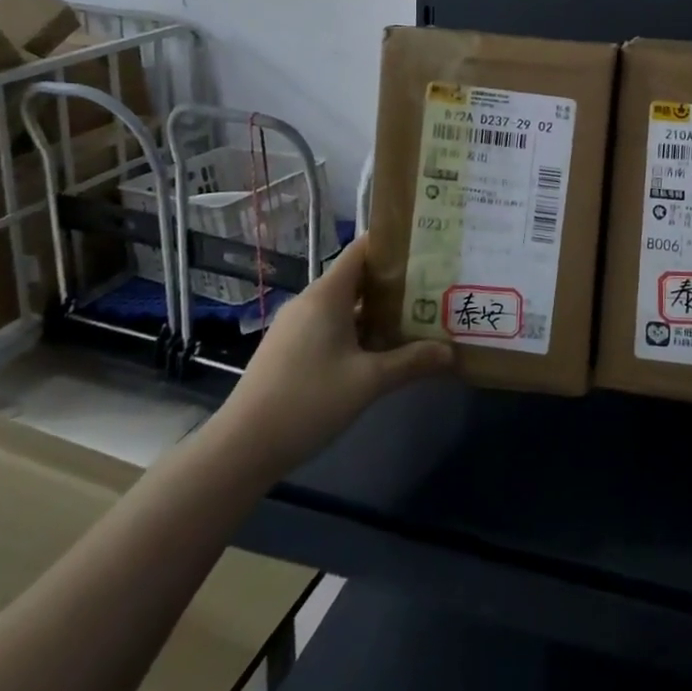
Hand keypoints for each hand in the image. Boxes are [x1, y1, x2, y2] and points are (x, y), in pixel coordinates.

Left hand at [217, 234, 452, 476]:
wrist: (241, 447)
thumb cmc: (308, 401)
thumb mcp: (368, 382)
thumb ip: (411, 362)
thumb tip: (450, 351)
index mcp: (327, 295)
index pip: (362, 249)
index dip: (393, 243)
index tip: (426, 246)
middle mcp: (310, 301)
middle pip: (357, 277)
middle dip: (394, 281)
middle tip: (432, 286)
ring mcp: (296, 325)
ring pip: (344, 304)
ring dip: (376, 309)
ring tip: (414, 316)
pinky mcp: (289, 348)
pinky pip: (329, 324)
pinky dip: (356, 328)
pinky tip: (378, 349)